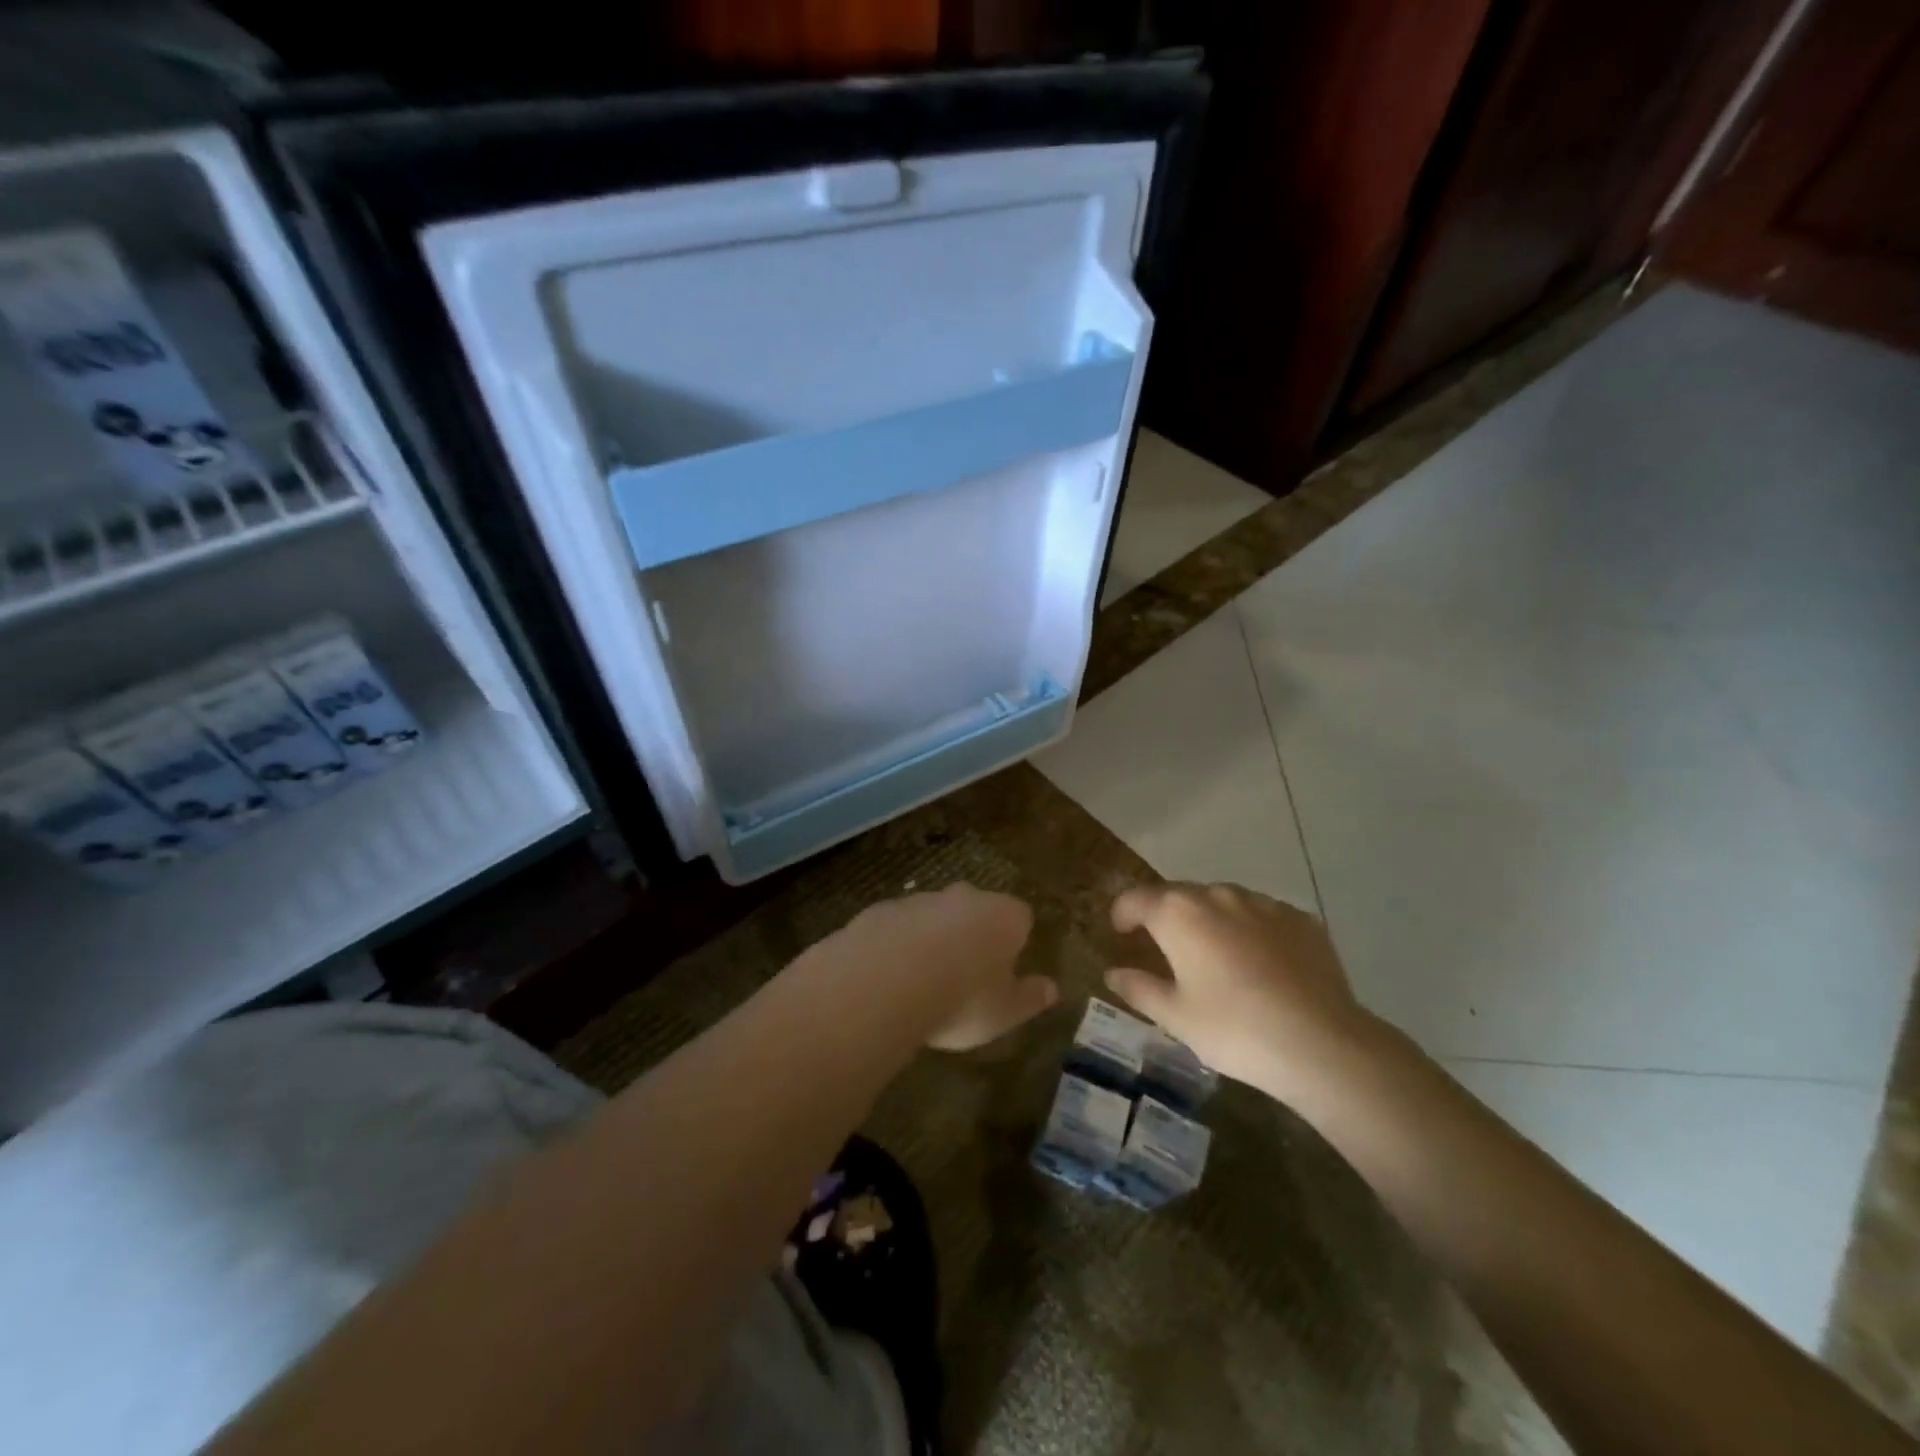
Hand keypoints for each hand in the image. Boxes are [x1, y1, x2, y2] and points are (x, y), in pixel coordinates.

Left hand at [826, 884, 1055, 1051]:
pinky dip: (899, 945)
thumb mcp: (1005, 1012)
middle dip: (973, 934)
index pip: (1021, 918)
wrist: (885, 981)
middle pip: (977, 909)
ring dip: (933, 939)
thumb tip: (1052, 989)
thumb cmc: (962, 999)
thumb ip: (1030, 998)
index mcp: (1004, 916)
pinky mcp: (882, 909)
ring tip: (923, 982)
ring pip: (935, 916)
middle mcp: (965, 897)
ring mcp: (920, 899)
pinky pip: (898, 926)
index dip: (1015, 942)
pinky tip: (890, 977)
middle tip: (966, 975)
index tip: (1006, 971)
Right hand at [1105, 882, 1387, 1102]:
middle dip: (1165, 915)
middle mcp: (1218, 895)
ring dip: (1209, 920)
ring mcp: (1263, 904)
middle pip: (1179, 895)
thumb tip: (1113, 973)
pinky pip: (1262, 916)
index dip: (1122, 912)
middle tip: (1163, 946)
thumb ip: (1140, 989)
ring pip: (1223, 902)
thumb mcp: (1176, 1017)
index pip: (1136, 898)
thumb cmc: (1234, 1029)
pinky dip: (1250, 931)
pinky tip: (1260, 964)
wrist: (1322, 1044)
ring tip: (1214, 955)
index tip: (1119, 931)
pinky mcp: (1301, 919)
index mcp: (1178, 914)